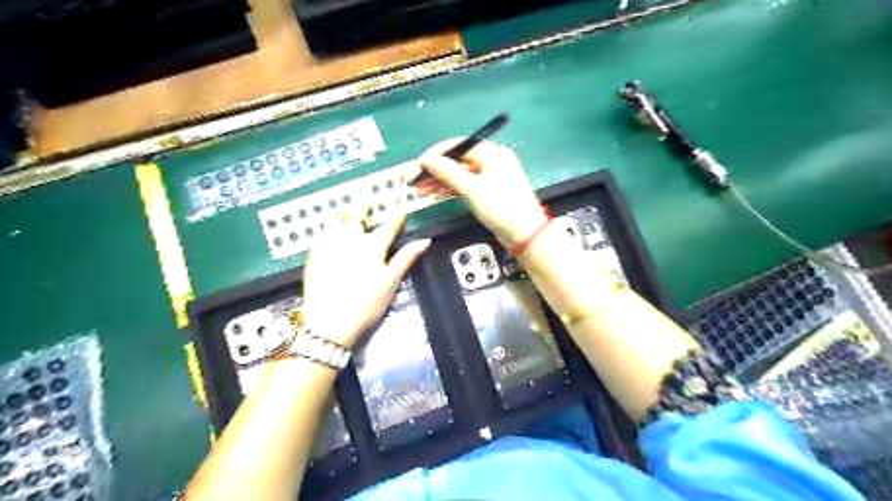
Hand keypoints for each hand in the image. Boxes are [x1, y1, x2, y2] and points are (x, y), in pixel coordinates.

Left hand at [302, 211, 429, 346]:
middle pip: (359, 216)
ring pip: (337, 220)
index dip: (397, 214)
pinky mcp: (315, 253)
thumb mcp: (391, 281)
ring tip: (345, 208)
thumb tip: (425, 241)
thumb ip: (406, 258)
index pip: (389, 225)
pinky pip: (322, 233)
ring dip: (344, 213)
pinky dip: (328, 227)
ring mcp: (330, 244)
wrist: (329, 321)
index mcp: (373, 245)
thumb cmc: (366, 303)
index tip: (400, 206)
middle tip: (367, 196)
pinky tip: (329, 229)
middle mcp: (351, 238)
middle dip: (365, 205)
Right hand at [418, 137, 551, 245]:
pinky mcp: (490, 192)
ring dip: (441, 181)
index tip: (417, 165)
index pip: (458, 146)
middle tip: (415, 181)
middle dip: (435, 171)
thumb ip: (448, 172)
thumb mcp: (472, 189)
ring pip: (461, 174)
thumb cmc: (501, 207)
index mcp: (492, 153)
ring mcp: (492, 177)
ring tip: (421, 191)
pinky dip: (452, 189)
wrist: (526, 234)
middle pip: (458, 161)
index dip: (436, 154)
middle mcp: (492, 160)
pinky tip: (437, 195)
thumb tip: (426, 159)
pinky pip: (467, 185)